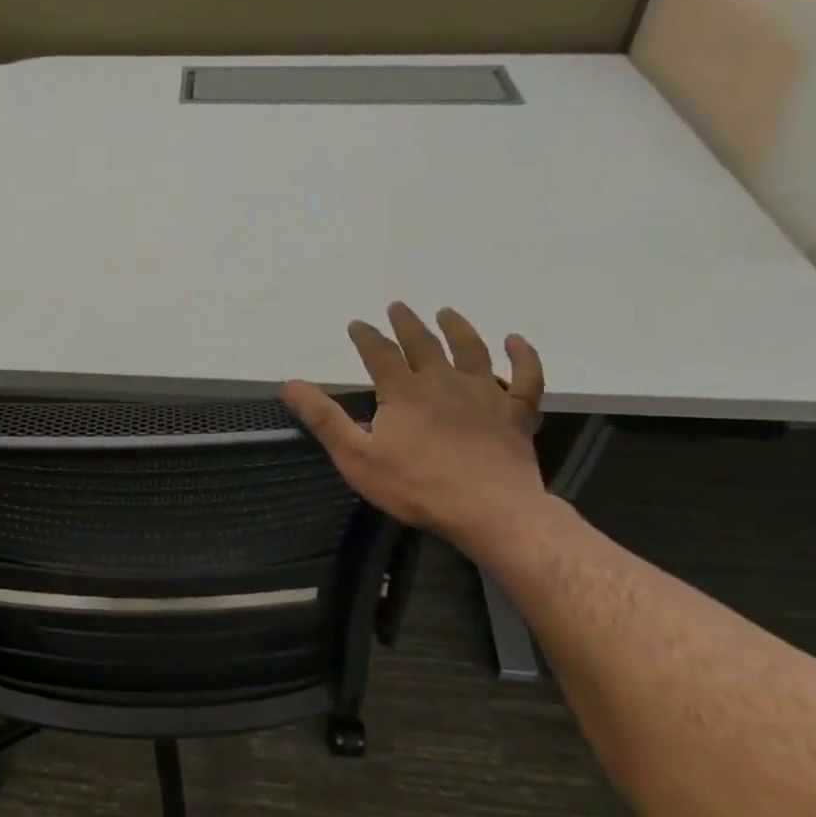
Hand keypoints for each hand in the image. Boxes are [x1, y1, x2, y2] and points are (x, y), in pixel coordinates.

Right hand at [282, 303, 546, 548]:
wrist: (489, 509)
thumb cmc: (416, 485)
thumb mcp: (356, 456)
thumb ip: (324, 418)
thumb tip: (290, 383)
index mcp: (405, 391)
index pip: (380, 354)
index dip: (366, 337)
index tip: (356, 323)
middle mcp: (445, 381)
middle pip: (424, 344)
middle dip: (407, 324)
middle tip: (398, 307)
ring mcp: (486, 394)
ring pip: (472, 350)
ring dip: (458, 328)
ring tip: (448, 312)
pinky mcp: (516, 413)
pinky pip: (525, 377)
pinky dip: (523, 356)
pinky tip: (516, 341)